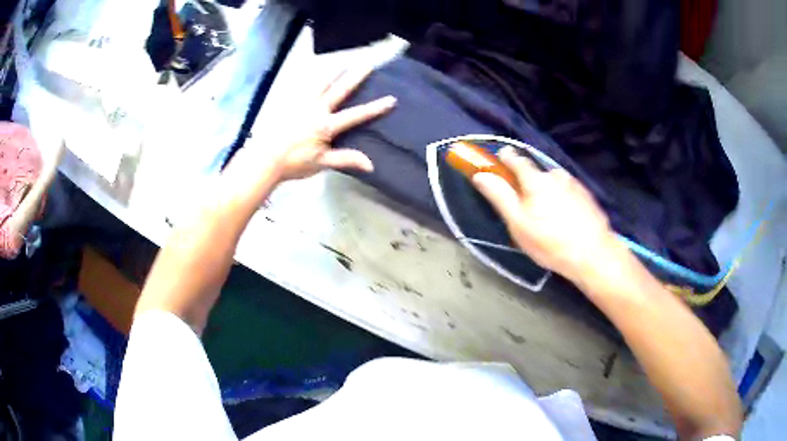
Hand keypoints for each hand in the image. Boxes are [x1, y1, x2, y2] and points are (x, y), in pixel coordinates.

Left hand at [254, 66, 394, 179]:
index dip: (374, 108)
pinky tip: (314, 74)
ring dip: (333, 72)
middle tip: (367, 64)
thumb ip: (346, 159)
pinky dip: (312, 78)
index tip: (391, 99)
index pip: (355, 115)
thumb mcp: (322, 163)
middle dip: (355, 76)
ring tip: (342, 62)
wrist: (264, 158)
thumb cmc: (294, 163)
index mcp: (326, 125)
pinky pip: (303, 87)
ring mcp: (301, 104)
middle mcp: (316, 109)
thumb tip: (371, 164)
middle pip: (339, 89)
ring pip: (319, 83)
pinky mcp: (289, 104)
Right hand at [472, 147, 622, 282]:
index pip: (516, 159)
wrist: (593, 254)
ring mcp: (574, 184)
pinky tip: (564, 218)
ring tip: (547, 215)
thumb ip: (499, 196)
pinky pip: (567, 191)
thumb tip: (480, 175)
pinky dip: (562, 198)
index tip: (500, 158)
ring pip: (553, 183)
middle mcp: (555, 175)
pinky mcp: (587, 196)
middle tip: (525, 205)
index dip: (506, 157)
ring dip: (547, 191)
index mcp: (536, 180)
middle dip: (528, 182)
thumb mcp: (518, 223)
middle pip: (536, 173)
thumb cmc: (550, 242)